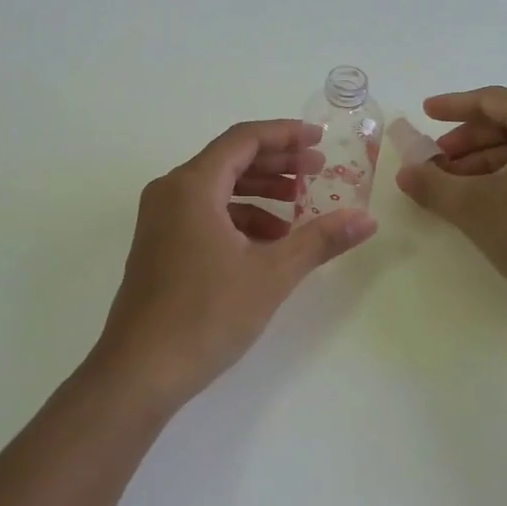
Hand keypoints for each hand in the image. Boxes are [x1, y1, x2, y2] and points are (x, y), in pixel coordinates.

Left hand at [92, 120, 378, 407]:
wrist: (139, 371)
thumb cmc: (206, 314)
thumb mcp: (271, 274)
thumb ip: (320, 239)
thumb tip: (367, 218)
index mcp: (192, 185)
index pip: (243, 139)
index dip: (285, 134)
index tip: (320, 140)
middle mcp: (170, 192)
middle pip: (229, 160)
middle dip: (277, 163)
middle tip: (319, 171)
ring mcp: (159, 219)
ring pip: (217, 189)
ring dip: (260, 193)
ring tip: (300, 209)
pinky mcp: (159, 245)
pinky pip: (204, 214)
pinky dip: (238, 219)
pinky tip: (268, 243)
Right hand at [394, 87, 506, 320]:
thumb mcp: (474, 207)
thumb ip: (433, 184)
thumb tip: (404, 172)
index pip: (494, 100)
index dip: (454, 105)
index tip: (424, 113)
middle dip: (466, 141)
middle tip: (433, 160)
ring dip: (483, 162)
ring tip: (450, 186)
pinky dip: (506, 177)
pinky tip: (482, 201)